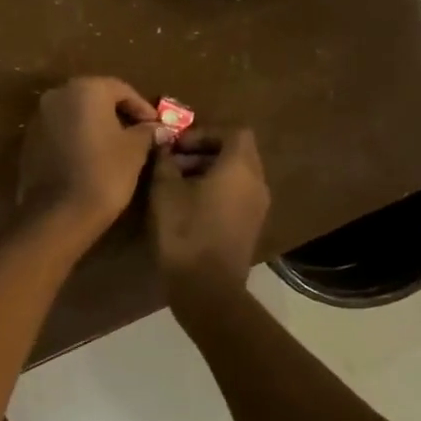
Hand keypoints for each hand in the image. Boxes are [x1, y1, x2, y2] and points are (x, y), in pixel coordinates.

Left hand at [17, 77, 158, 238]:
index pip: (120, 89)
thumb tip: (156, 128)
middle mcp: (56, 96)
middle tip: (137, 133)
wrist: (58, 213)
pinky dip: (76, 139)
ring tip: (115, 147)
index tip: (156, 126)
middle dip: (117, 113)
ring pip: (74, 115)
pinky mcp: (28, 142)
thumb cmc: (104, 173)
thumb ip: (146, 132)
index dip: (141, 107)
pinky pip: (59, 132)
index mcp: (84, 89)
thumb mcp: (134, 150)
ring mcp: (38, 119)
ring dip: (94, 126)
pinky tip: (90, 158)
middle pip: (94, 98)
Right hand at [148, 128, 270, 295]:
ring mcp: (257, 207)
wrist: (206, 287)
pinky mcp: (250, 226)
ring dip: (209, 171)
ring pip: (237, 175)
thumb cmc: (185, 231)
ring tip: (176, 184)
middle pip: (237, 152)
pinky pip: (237, 195)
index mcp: (240, 168)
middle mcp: (256, 183)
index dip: (205, 133)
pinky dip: (216, 190)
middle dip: (204, 151)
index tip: (178, 145)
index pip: (234, 132)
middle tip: (173, 162)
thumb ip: (165, 161)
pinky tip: (188, 205)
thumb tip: (164, 146)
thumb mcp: (165, 190)